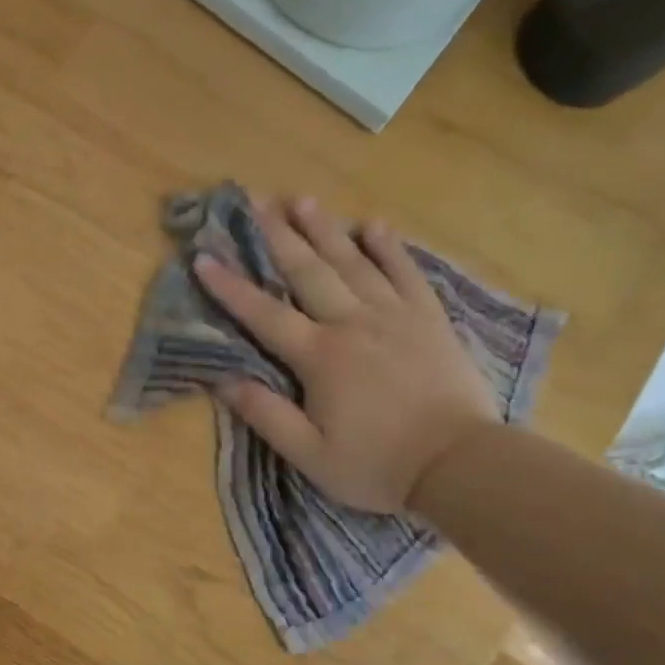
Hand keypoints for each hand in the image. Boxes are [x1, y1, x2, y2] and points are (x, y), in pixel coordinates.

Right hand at [192, 196, 498, 513]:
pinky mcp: (429, 320)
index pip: (264, 314)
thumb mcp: (308, 454)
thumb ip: (266, 414)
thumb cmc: (376, 465)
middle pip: (309, 272)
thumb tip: (223, 380)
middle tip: (255, 202)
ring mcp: (395, 317)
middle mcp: (353, 324)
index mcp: (319, 357)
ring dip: (326, 229)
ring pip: (354, 262)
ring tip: (303, 199)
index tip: (203, 258)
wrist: (460, 465)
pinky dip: (389, 248)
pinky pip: (406, 273)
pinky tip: (374, 226)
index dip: (231, 287)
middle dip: (278, 237)